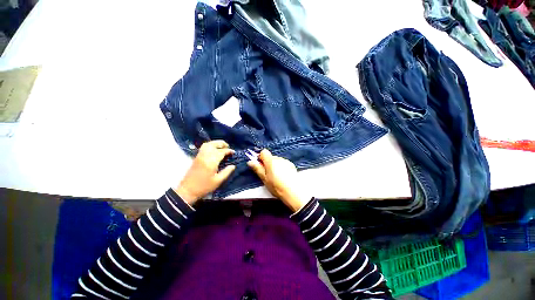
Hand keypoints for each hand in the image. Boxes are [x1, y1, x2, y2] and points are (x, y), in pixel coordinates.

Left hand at [175, 140, 235, 204]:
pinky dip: (210, 145)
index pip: (221, 152)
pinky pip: (203, 147)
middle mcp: (205, 156)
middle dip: (222, 144)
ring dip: (215, 143)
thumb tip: (233, 165)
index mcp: (211, 162)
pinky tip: (214, 149)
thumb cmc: (204, 187)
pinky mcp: (196, 157)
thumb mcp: (218, 181)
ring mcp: (199, 156)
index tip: (234, 152)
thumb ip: (226, 172)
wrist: (188, 190)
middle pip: (213, 144)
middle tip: (228, 147)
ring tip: (222, 146)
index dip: (228, 151)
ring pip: (208, 144)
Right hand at [247, 149, 309, 211]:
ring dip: (275, 165)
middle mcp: (278, 158)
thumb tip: (250, 161)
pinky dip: (282, 167)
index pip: (264, 152)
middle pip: (271, 157)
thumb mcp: (264, 178)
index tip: (260, 165)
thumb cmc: (276, 186)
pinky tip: (283, 176)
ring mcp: (286, 161)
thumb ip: (257, 168)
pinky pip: (283, 163)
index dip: (261, 157)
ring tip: (276, 176)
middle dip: (268, 163)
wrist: (293, 191)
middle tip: (268, 174)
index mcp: (270, 160)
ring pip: (277, 160)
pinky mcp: (291, 165)